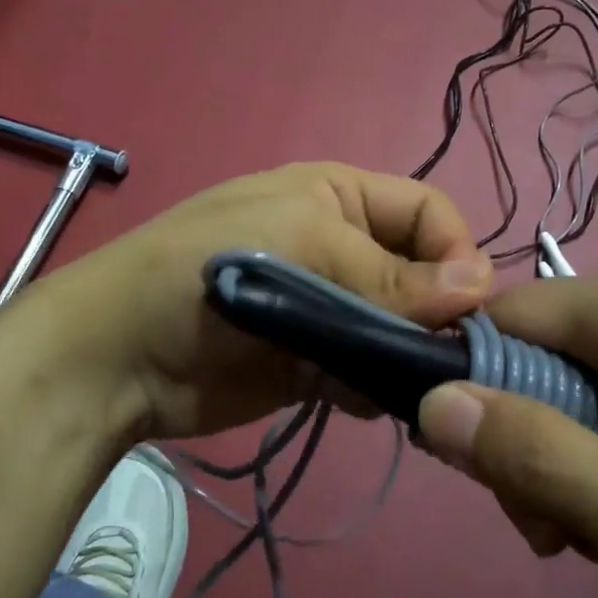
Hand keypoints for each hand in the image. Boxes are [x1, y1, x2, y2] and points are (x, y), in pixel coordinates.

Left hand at [28, 163, 491, 443]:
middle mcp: (341, 248)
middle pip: (420, 275)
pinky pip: (368, 372)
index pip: (428, 211)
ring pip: (400, 329)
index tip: (468, 306)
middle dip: (437, 313)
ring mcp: (328, 310)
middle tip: (450, 360)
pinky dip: (376, 388)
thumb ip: (387, 275)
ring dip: (410, 356)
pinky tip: (363, 401)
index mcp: (339, 196)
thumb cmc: (203, 273)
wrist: (117, 357)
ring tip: (412, 388)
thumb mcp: (298, 247)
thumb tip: (480, 285)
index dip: (455, 250)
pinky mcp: (314, 364)